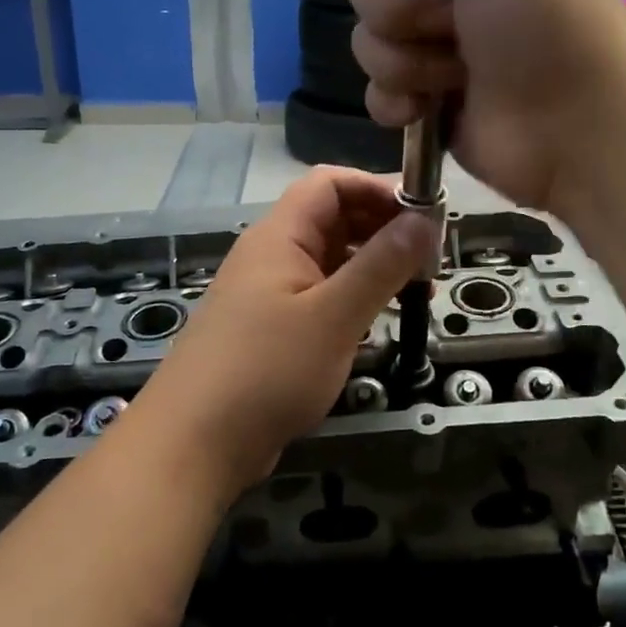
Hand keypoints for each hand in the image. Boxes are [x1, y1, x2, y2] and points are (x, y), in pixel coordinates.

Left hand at [132, 168, 437, 498]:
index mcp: (279, 236)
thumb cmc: (266, 371)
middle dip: (382, 228)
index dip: (378, 188)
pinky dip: (352, 298)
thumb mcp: (334, 316)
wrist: (195, 443)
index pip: (331, 183)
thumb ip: (381, 265)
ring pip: (329, 260)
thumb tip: (424, 217)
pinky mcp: (271, 330)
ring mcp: (268, 293)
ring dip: (372, 265)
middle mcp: (271, 255)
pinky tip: (378, 319)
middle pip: (332, 218)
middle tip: (430, 256)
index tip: (425, 213)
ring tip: (417, 289)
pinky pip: (319, 296)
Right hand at [347, 0, 625, 210]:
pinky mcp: (424, 103)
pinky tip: (430, 108)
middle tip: (460, 27)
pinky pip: (374, 94)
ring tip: (460, 74)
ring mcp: (432, 51)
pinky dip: (399, 102)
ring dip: (412, 61)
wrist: (573, 123)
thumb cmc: (546, 15)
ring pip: (368, 43)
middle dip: (408, 11)